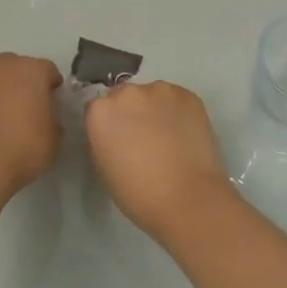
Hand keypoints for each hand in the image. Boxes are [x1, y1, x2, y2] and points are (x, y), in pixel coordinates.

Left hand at [0, 53, 63, 194]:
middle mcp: (3, 67)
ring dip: (1, 91)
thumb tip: (46, 119)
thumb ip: (52, 120)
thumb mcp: (53, 138)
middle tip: (29, 105)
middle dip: (24, 81)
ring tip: (6, 116)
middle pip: (17, 67)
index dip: (52, 86)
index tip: (54, 101)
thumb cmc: (23, 147)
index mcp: (31, 70)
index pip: (48, 70)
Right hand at [84, 82, 237, 241]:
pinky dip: (177, 111)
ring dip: (155, 109)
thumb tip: (115, 133)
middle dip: (131, 112)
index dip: (109, 125)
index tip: (118, 140)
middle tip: (143, 137)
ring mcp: (160, 90)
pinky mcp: (188, 95)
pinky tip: (184, 133)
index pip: (98, 108)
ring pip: (152, 95)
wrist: (187, 197)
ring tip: (168, 135)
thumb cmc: (138, 193)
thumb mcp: (103, 166)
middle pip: (125, 97)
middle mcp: (127, 93)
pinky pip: (176, 99)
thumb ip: (104, 139)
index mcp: (100, 111)